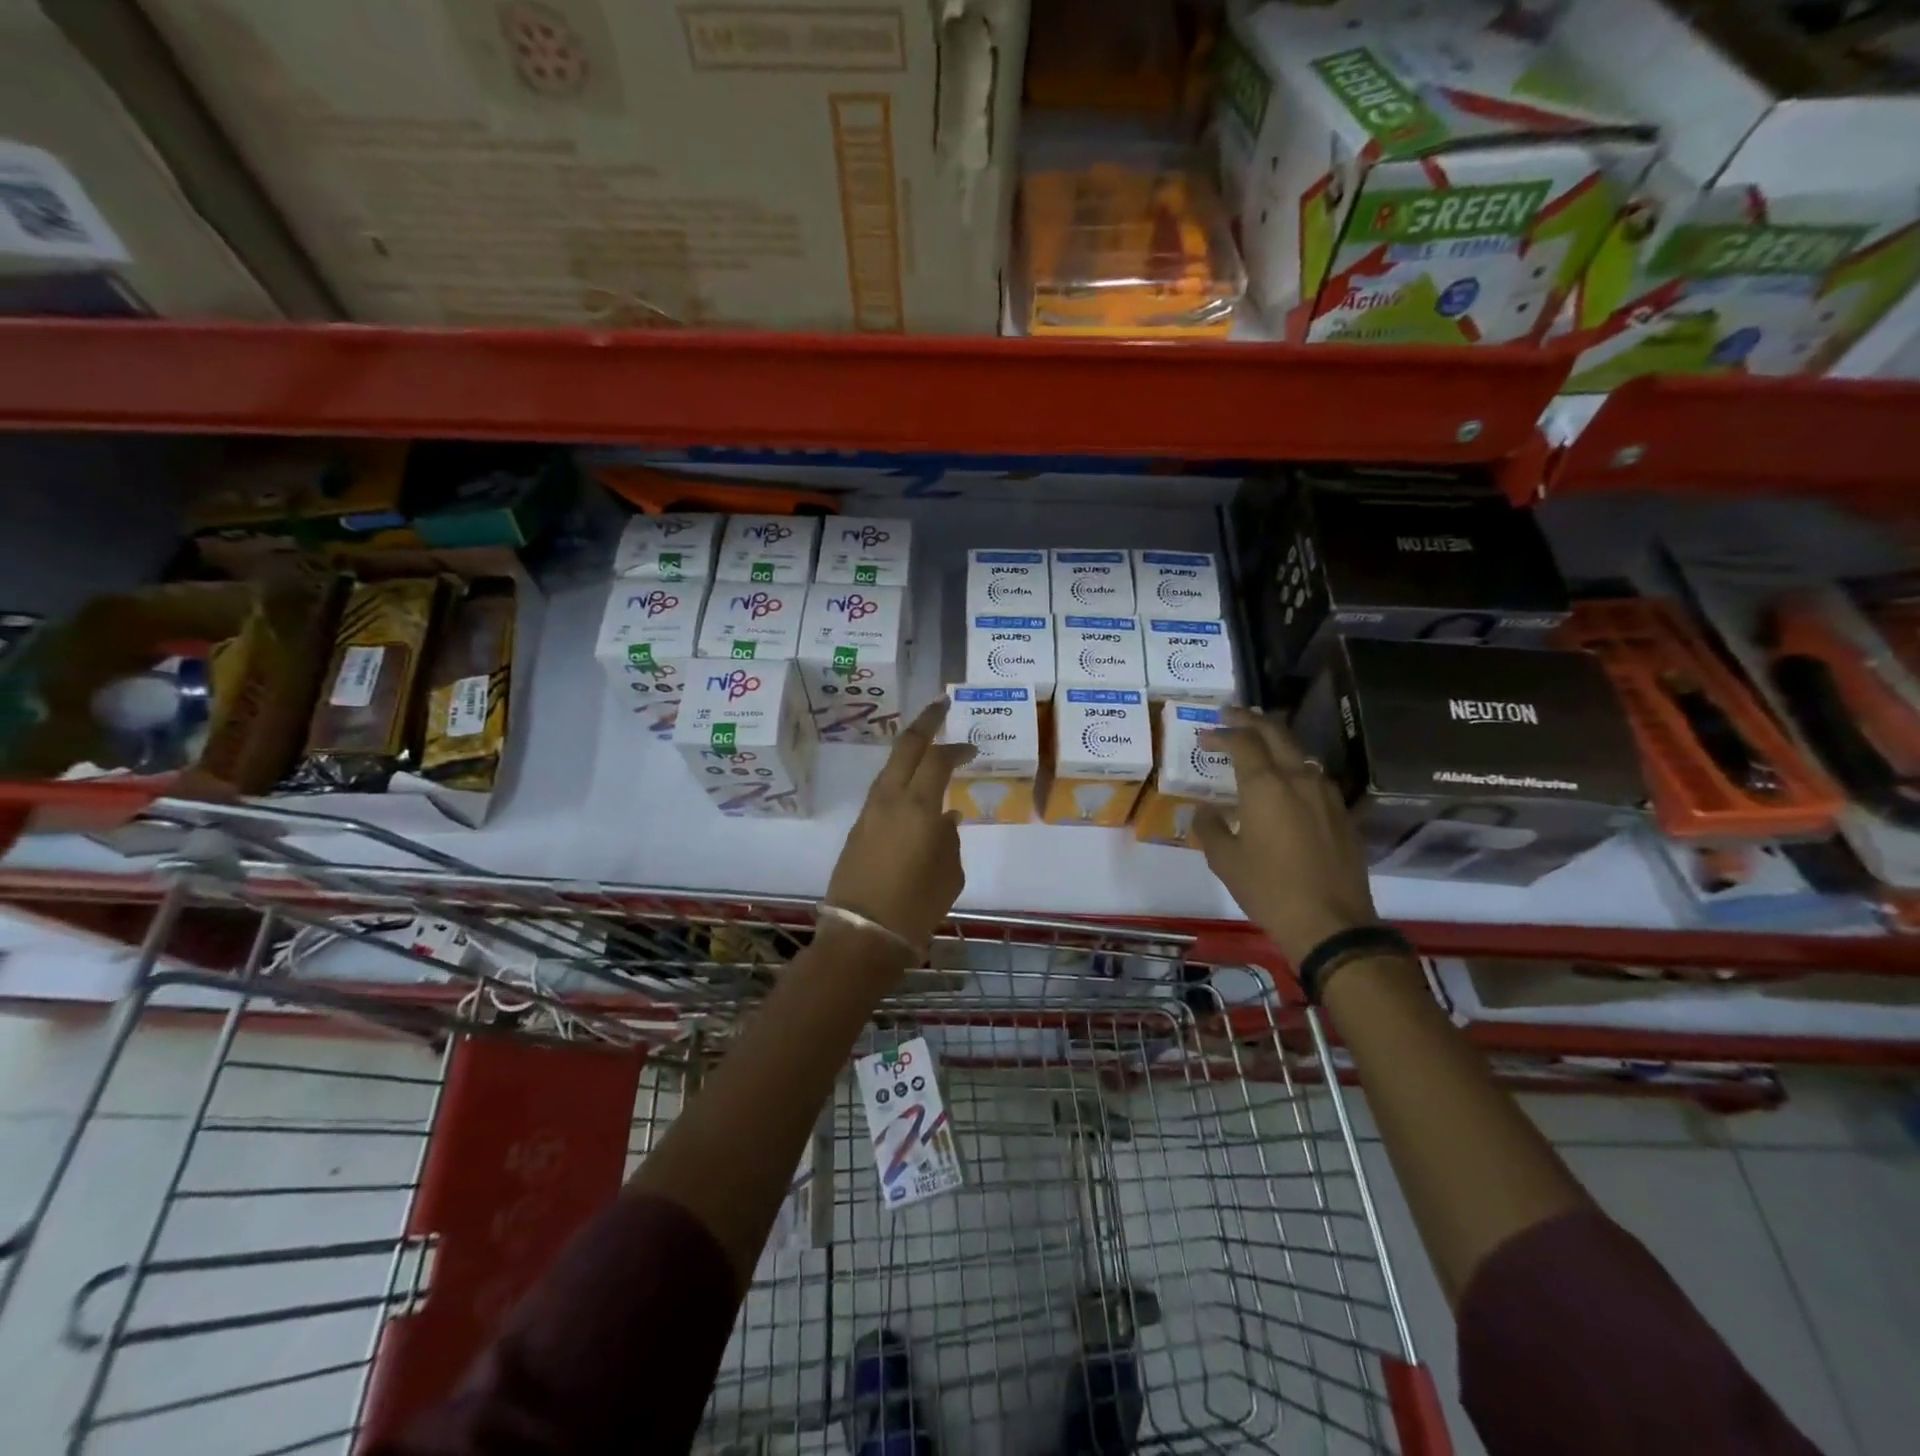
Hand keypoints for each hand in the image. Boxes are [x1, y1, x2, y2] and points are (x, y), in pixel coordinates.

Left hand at [826, 699, 974, 955]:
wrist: (863, 935)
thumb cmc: (916, 907)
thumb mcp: (949, 874)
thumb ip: (950, 839)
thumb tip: (945, 818)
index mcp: (918, 807)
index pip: (937, 760)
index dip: (956, 748)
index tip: (972, 748)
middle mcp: (890, 800)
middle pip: (906, 747)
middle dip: (925, 722)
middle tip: (941, 705)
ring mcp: (869, 812)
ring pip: (890, 768)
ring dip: (909, 752)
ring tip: (928, 746)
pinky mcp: (858, 829)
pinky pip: (883, 792)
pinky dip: (900, 780)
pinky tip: (914, 792)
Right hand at [1195, 706, 1378, 966]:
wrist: (1331, 924)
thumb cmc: (1269, 889)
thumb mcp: (1225, 860)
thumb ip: (1209, 827)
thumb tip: (1202, 810)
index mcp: (1265, 786)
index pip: (1243, 741)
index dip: (1222, 733)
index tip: (1205, 734)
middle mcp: (1298, 779)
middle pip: (1276, 733)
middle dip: (1251, 720)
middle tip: (1231, 715)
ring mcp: (1326, 794)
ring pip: (1300, 753)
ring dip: (1276, 742)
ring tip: (1258, 744)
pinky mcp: (1341, 813)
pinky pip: (1314, 777)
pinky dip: (1294, 768)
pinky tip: (1286, 783)